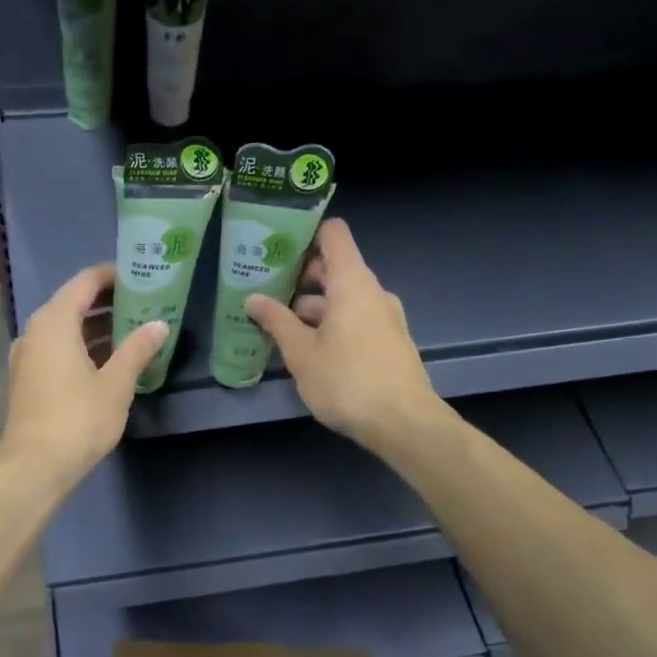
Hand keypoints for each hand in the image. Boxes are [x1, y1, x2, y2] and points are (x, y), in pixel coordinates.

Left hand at [0, 263, 166, 491]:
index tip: (139, 275)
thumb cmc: (78, 419)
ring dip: (96, 326)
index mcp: (55, 322)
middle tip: (143, 302)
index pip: (84, 282)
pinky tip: (109, 360)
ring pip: (65, 328)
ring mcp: (28, 356)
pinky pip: (58, 348)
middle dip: (107, 301)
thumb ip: (137, 349)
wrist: (34, 467)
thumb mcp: (116, 384)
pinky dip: (82, 346)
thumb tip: (159, 324)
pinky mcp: (28, 379)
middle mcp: (35, 331)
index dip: (111, 275)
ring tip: (133, 328)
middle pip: (73, 303)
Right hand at [244, 219, 441, 450]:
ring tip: (277, 325)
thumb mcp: (301, 353)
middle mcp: (372, 292)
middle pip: (335, 267)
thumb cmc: (347, 380)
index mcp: (352, 282)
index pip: (333, 234)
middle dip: (300, 277)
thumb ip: (276, 321)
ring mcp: (384, 318)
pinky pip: (355, 320)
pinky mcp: (389, 342)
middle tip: (265, 289)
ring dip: (312, 307)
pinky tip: (307, 348)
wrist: (403, 423)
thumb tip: (252, 298)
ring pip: (343, 299)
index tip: (276, 245)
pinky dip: (330, 324)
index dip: (306, 232)